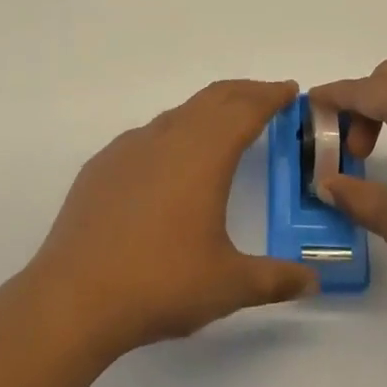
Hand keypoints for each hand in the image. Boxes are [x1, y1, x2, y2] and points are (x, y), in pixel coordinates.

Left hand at [26, 80, 317, 358]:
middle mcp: (169, 137)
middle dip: (244, 92)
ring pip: (179, 113)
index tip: (289, 89)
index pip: (246, 109)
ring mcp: (131, 147)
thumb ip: (274, 280)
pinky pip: (147, 135)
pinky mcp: (103, 165)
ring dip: (208, 111)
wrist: (74, 297)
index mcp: (205, 154)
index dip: (271, 96)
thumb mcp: (227, 285)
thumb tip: (312, 283)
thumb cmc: (160, 283)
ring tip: (223, 126)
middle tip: (267, 97)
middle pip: (214, 98)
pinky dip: (172, 133)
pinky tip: (169, 162)